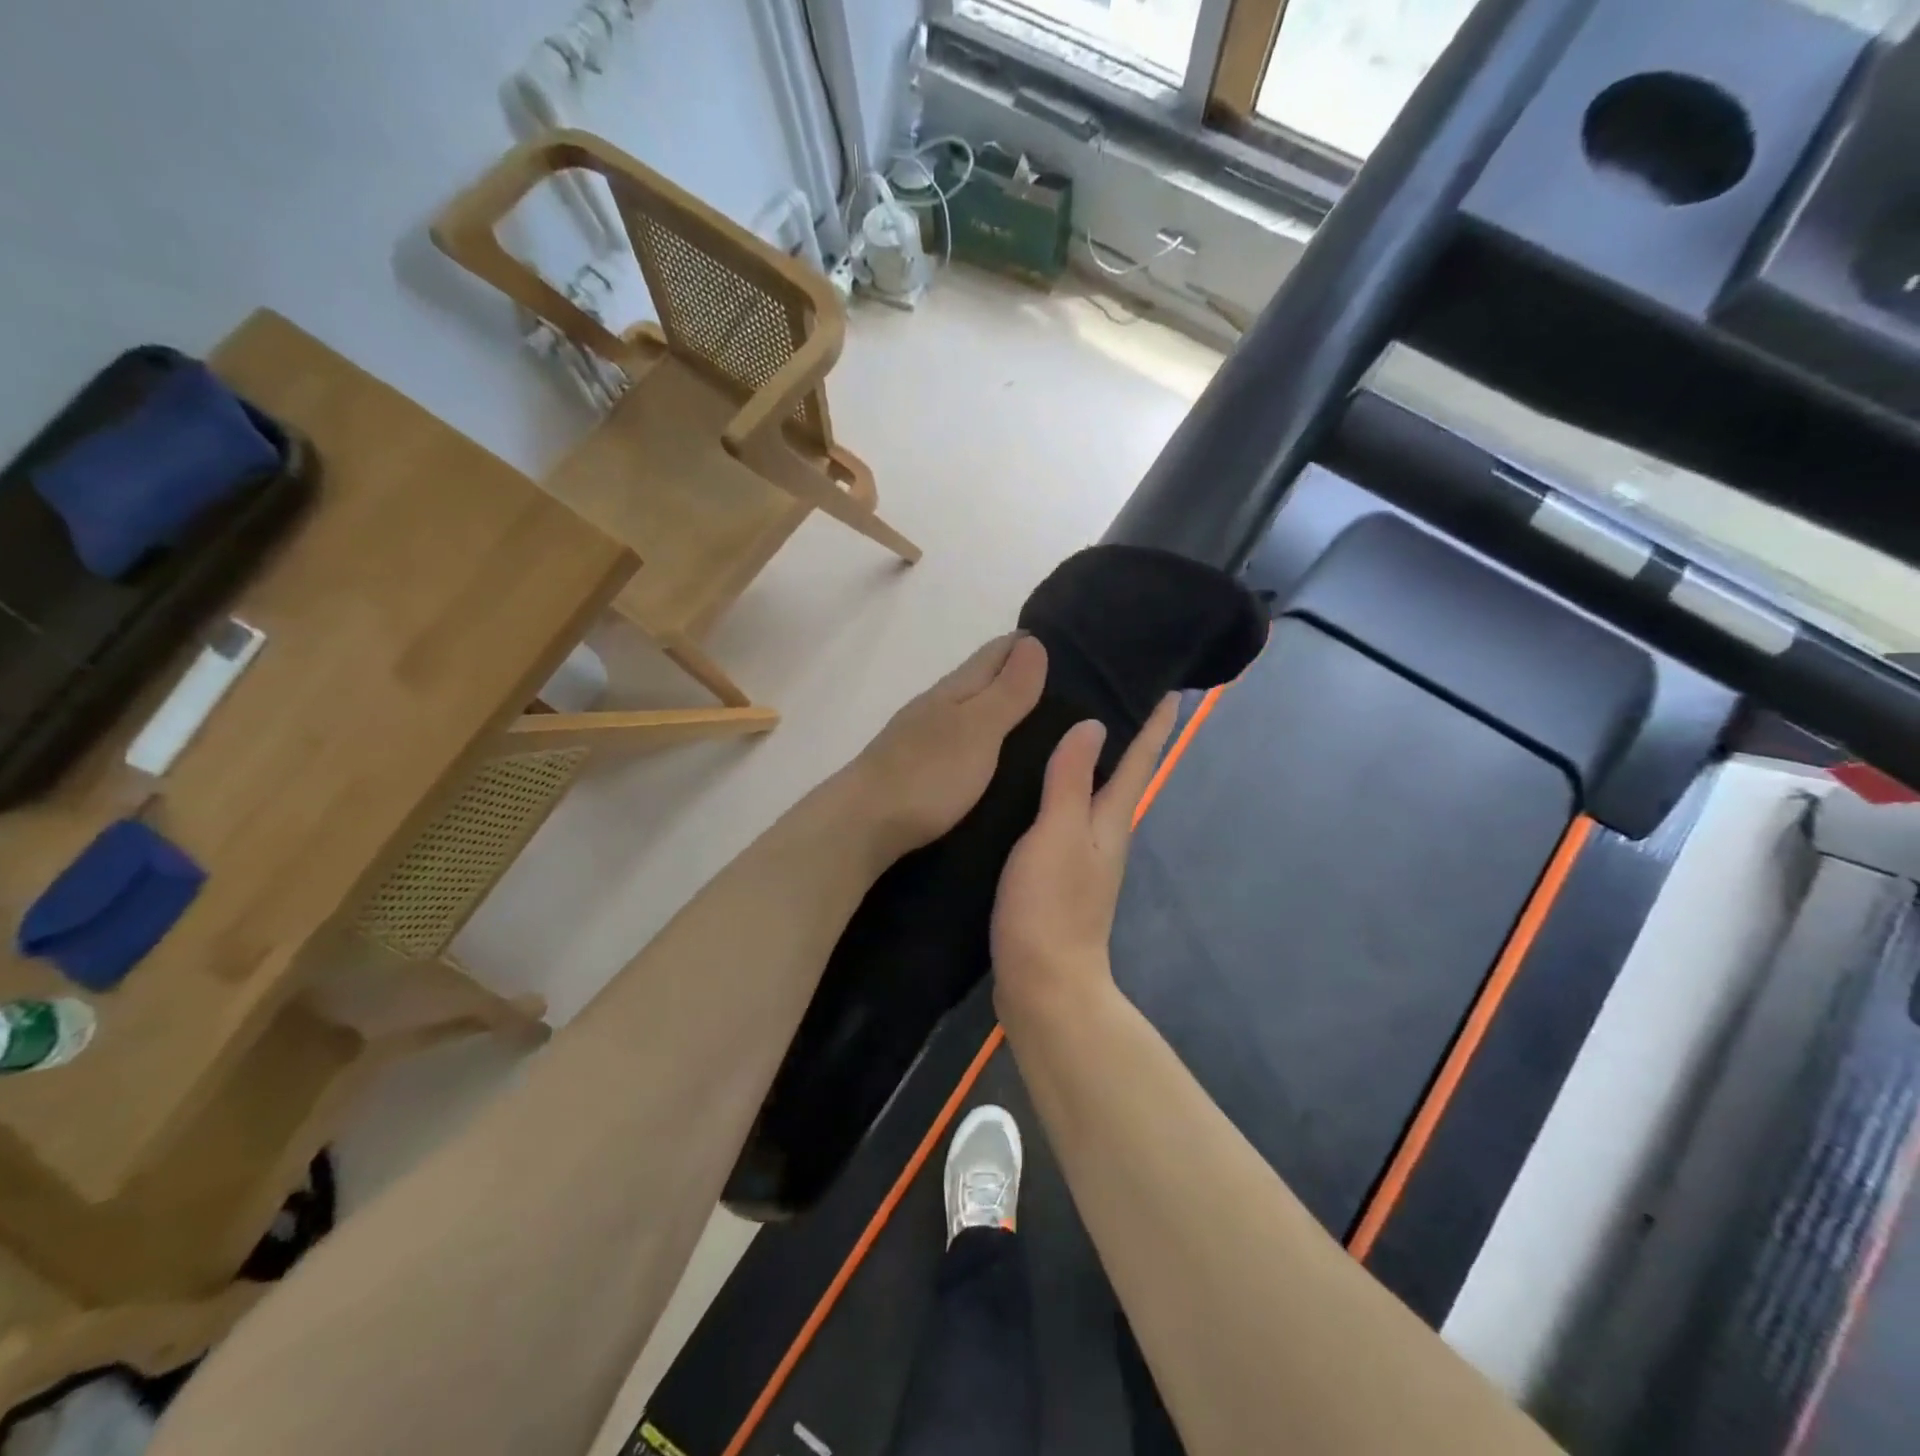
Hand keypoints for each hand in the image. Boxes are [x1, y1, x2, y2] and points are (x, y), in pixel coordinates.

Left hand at [841, 634, 1048, 863]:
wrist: (861, 825)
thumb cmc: (927, 775)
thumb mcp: (978, 729)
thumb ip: (1007, 692)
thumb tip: (1033, 642)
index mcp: (952, 691)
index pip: (993, 654)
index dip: (1024, 643)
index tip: (1057, 639)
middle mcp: (934, 707)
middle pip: (978, 680)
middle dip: (1013, 674)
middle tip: (1058, 681)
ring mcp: (920, 739)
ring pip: (966, 712)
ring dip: (996, 709)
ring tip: (1034, 720)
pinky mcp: (915, 771)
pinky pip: (957, 742)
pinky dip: (980, 739)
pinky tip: (990, 755)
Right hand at [991, 692, 1179, 1017]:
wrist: (1043, 984)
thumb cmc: (1050, 908)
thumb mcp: (1056, 836)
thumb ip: (1070, 782)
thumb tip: (1094, 724)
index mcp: (1110, 819)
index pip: (1139, 758)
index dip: (1153, 721)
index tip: (1168, 684)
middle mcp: (1103, 832)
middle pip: (1121, 771)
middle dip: (1123, 730)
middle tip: (1105, 685)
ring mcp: (1082, 854)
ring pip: (1091, 791)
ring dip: (1090, 758)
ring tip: (1066, 721)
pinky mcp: (1058, 872)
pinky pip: (1064, 813)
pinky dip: (1061, 787)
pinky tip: (1035, 781)